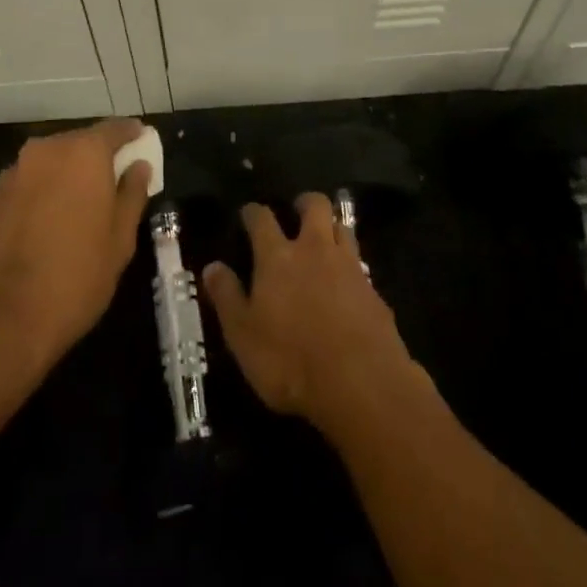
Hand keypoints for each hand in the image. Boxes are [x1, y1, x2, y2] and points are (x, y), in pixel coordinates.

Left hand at [0, 119, 153, 372]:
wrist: (0, 323)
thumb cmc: (76, 278)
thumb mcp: (120, 240)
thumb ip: (132, 194)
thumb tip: (138, 166)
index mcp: (83, 153)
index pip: (113, 129)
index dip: (130, 134)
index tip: (142, 140)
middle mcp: (46, 151)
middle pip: (79, 142)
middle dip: (98, 156)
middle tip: (116, 178)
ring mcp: (14, 172)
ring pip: (52, 162)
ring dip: (69, 174)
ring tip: (84, 203)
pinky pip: (30, 181)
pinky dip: (45, 190)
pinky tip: (52, 220)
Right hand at [203, 193, 422, 435]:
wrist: (361, 383)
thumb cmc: (290, 361)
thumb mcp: (243, 335)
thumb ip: (227, 297)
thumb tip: (212, 267)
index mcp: (277, 257)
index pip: (262, 219)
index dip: (253, 212)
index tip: (248, 214)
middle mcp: (314, 249)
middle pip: (314, 206)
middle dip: (304, 203)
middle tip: (296, 212)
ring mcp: (348, 266)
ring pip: (341, 227)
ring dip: (331, 228)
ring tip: (323, 241)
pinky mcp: (374, 289)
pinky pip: (360, 262)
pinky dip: (349, 264)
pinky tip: (345, 282)